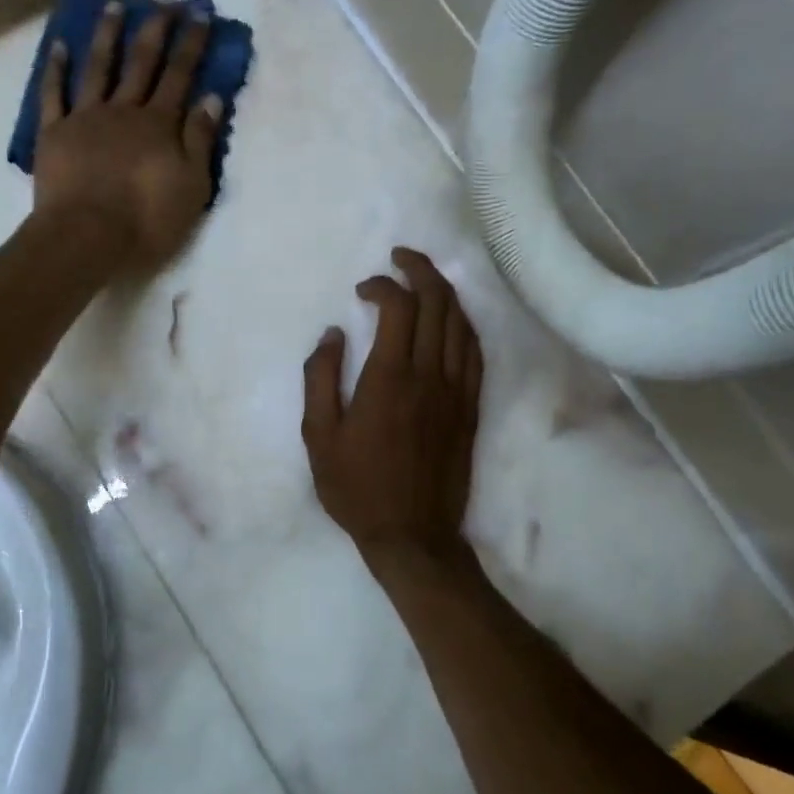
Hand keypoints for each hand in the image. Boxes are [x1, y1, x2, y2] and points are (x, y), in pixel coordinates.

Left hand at [32, 0, 223, 271]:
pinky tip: (60, 46)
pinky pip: (53, 93)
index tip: (201, 13)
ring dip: (108, 35)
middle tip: (165, 0)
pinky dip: (56, 68)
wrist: (87, 237)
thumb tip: (211, 98)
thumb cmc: (146, 220)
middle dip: (156, 28)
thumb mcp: (191, 187)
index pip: (180, 74)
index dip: (192, 43)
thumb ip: (201, 141)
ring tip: (115, 6)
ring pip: (99, 67)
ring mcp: (86, 118)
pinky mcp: (54, 133)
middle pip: (142, 62)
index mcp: (159, 124)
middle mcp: (124, 110)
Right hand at [301, 248, 485, 571]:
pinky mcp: (470, 407)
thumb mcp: (318, 436)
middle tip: (400, 258)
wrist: (412, 534)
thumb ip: (320, 377)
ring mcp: (456, 390)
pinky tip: (452, 320)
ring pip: (461, 323)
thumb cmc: (357, 487)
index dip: (382, 286)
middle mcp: (429, 374)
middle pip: (438, 303)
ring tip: (425, 279)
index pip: (398, 307)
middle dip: (420, 270)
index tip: (362, 290)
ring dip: (444, 292)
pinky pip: (475, 352)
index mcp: (389, 378)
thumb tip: (332, 334)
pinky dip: (463, 325)